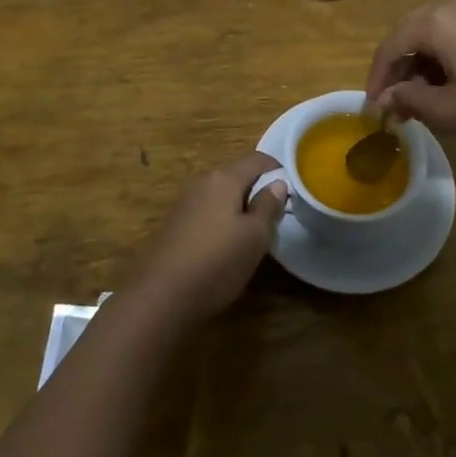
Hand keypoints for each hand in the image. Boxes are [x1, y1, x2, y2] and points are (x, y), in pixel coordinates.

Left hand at [131, 152, 285, 329]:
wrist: (161, 297)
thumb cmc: (217, 262)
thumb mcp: (255, 237)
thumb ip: (268, 205)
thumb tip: (278, 183)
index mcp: (224, 178)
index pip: (257, 159)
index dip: (278, 170)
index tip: (294, 190)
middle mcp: (203, 183)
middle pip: (238, 175)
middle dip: (259, 190)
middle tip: (277, 216)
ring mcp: (185, 204)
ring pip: (222, 196)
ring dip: (240, 207)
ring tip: (255, 234)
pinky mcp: (176, 225)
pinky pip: (208, 212)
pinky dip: (223, 221)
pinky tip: (226, 247)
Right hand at [364, 0, 455, 146]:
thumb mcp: (449, 110)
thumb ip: (410, 100)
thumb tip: (388, 97)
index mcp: (435, 21)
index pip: (391, 46)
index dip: (377, 78)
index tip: (372, 108)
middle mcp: (453, 3)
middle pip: (411, 34)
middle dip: (399, 70)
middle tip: (395, 105)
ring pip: (434, 33)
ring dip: (422, 64)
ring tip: (422, 99)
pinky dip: (445, 56)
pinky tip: (451, 83)